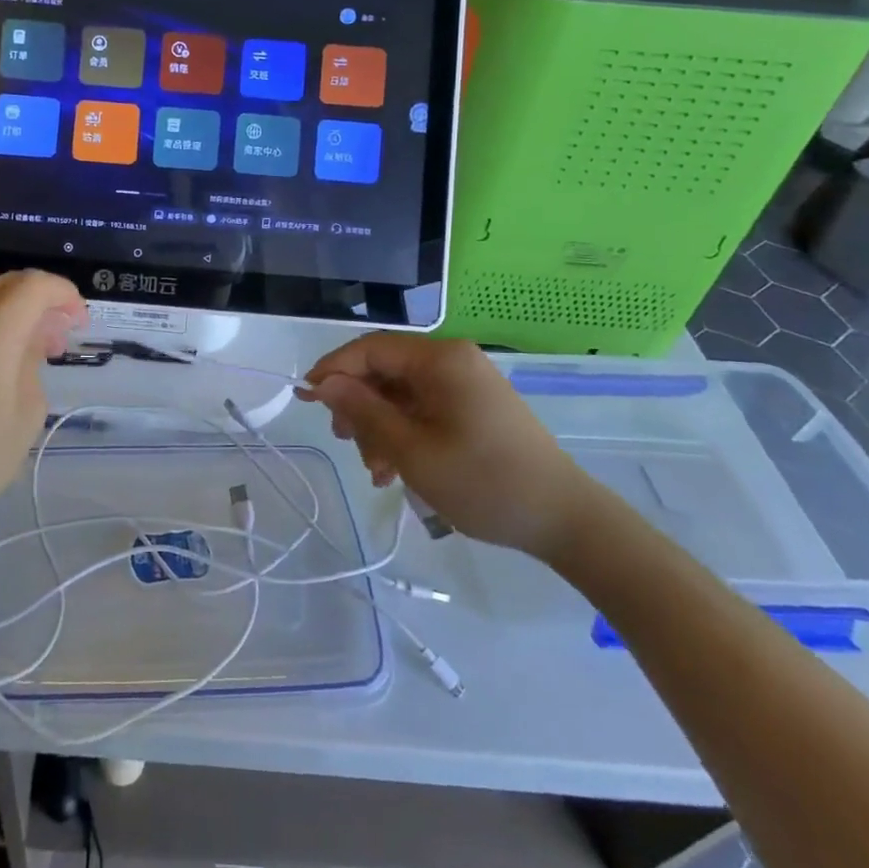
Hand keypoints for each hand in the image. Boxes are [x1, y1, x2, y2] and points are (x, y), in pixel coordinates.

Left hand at [0, 271, 84, 545]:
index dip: (64, 294)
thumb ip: (33, 363)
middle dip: (42, 300)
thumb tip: (33, 338)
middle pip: (8, 284)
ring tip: (34, 353)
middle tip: (61, 334)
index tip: (80, 322)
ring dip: (16, 314)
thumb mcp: (26, 415)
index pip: (33, 286)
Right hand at [300, 335, 592, 559]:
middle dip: (358, 405)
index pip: (370, 348)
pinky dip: (403, 432)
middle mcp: (452, 360)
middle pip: (384, 370)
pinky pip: (423, 408)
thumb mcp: (411, 449)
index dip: (334, 369)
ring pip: (400, 393)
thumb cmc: (482, 481)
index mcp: (440, 359)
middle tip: (345, 441)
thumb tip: (324, 383)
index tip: (306, 398)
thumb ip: (363, 410)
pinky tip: (395, 469)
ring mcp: (465, 383)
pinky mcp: (474, 406)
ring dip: (379, 426)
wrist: (563, 519)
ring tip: (376, 470)